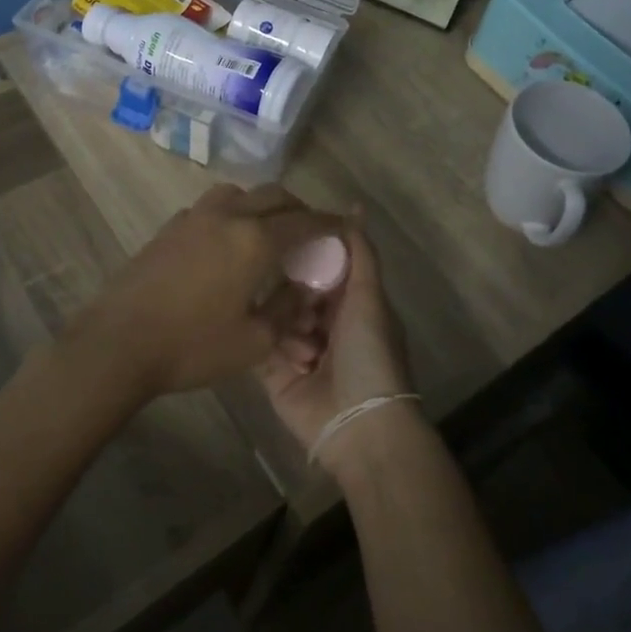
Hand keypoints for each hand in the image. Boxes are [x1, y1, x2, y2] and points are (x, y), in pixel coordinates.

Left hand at [62, 183, 343, 400]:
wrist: (118, 343)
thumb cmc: (192, 346)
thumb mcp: (253, 341)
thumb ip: (286, 311)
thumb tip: (302, 292)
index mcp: (255, 239)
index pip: (304, 221)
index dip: (329, 223)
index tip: (345, 227)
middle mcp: (227, 216)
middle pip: (274, 195)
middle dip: (298, 209)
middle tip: (309, 231)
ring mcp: (193, 217)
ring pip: (239, 194)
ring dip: (261, 204)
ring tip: (268, 231)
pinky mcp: (169, 228)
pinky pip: (211, 208)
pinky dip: (231, 214)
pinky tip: (226, 243)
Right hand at [259, 223, 415, 466]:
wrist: (358, 425)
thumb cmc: (369, 354)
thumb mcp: (369, 297)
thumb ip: (360, 252)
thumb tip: (354, 206)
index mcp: (350, 304)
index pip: (321, 267)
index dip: (308, 255)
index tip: (287, 241)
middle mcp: (323, 323)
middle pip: (294, 290)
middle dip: (294, 293)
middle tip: (299, 302)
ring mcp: (297, 349)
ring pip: (275, 315)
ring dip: (288, 326)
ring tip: (306, 345)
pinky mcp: (274, 373)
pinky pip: (261, 345)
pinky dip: (273, 347)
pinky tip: (292, 358)